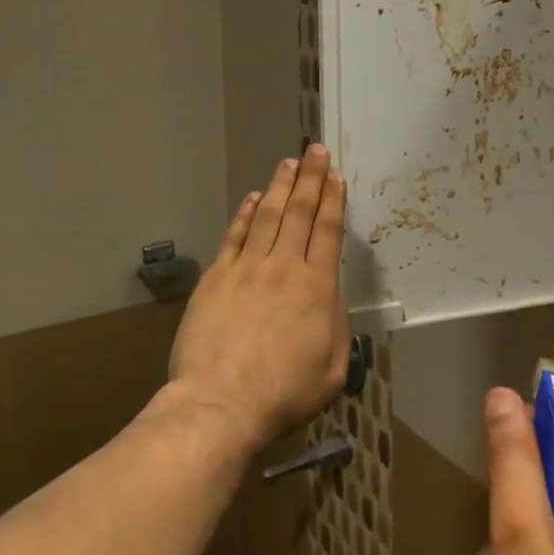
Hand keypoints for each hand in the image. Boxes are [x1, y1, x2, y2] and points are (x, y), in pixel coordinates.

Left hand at [168, 144, 349, 453]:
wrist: (221, 404)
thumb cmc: (285, 393)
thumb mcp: (333, 367)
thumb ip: (336, 324)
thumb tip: (330, 296)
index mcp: (317, 286)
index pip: (327, 231)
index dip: (332, 200)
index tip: (335, 176)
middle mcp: (284, 267)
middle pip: (298, 212)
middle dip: (309, 178)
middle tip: (315, 150)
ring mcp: (246, 269)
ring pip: (266, 216)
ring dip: (279, 187)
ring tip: (288, 163)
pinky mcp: (217, 278)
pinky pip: (234, 237)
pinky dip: (244, 214)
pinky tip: (252, 199)